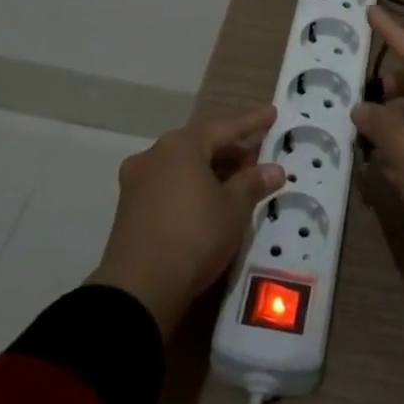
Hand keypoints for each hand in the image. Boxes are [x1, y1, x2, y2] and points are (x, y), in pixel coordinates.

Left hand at [87, 105, 283, 335]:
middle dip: (231, 150)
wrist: (139, 288)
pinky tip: (208, 202)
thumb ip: (254, 183)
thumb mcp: (234, 208)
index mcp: (180, 146)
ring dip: (211, 170)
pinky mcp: (129, 209)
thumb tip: (274, 169)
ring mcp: (137, 182)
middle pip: (200, 145)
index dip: (251, 122)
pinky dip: (192, 187)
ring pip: (183, 166)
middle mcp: (154, 155)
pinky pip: (169, 185)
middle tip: (258, 158)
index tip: (272, 114)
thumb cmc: (194, 235)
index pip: (224, 127)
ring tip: (237, 183)